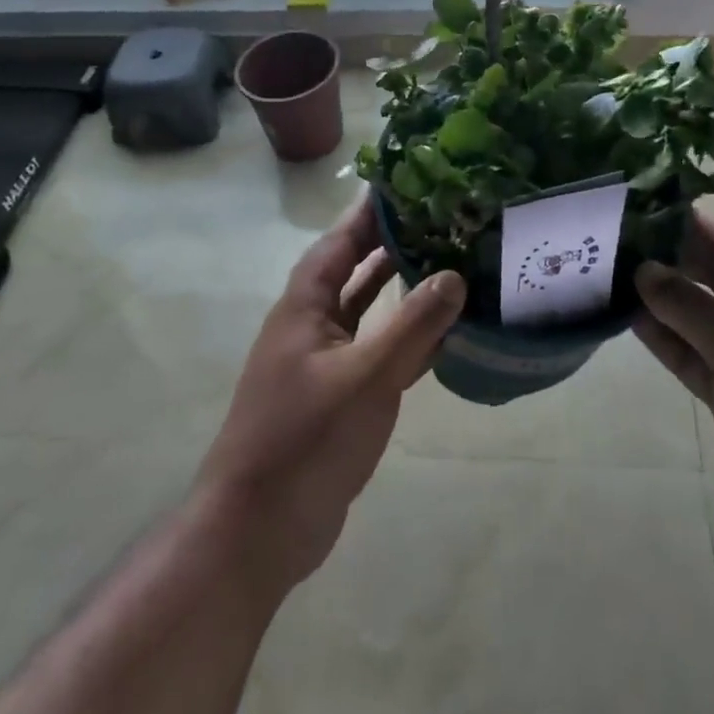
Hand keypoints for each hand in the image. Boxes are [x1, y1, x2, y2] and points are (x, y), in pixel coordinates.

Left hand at [192, 196, 465, 594]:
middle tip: (444, 216)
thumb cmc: (304, 441)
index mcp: (305, 305)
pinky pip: (378, 349)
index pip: (342, 239)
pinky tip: (443, 330)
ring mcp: (325, 361)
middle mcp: (312, 323)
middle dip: (394, 242)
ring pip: (369, 309)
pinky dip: (406, 335)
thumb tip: (456, 274)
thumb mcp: (365, 378)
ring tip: (450, 260)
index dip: (372, 208)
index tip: (412, 180)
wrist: (257, 533)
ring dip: (402, 287)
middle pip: (357, 268)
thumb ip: (412, 325)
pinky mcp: (339, 395)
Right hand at [633, 212, 713, 567]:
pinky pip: (688, 353)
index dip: (688, 224)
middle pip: (707, 276)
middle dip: (667, 258)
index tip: (641, 205)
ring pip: (693, 315)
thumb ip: (691, 308)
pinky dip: (662, 338)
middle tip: (614, 238)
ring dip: (658, 299)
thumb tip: (643, 268)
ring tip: (609, 272)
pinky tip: (627, 318)